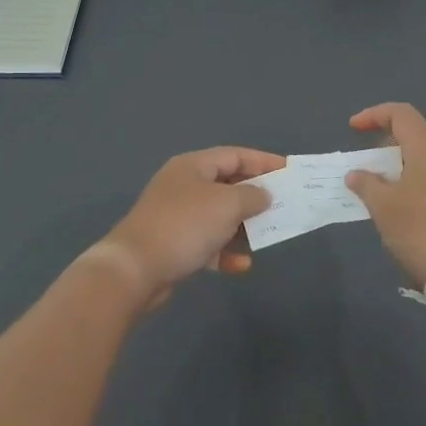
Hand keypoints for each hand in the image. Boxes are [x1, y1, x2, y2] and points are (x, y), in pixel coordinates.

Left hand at [90, 146, 285, 308]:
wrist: (135, 269)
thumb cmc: (185, 226)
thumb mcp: (227, 204)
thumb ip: (252, 196)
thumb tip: (263, 195)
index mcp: (193, 166)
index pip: (235, 155)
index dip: (263, 161)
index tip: (289, 171)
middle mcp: (183, 186)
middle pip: (227, 185)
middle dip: (255, 197)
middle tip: (283, 205)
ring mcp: (176, 216)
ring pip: (219, 216)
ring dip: (243, 226)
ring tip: (267, 236)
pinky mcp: (173, 245)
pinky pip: (207, 243)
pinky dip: (225, 251)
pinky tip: (241, 264)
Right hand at [345, 103, 425, 285]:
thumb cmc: (420, 230)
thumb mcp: (383, 206)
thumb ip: (366, 184)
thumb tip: (356, 174)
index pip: (401, 113)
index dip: (374, 115)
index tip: (353, 129)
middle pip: (415, 133)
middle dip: (385, 142)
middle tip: (365, 161)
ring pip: (425, 157)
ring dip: (399, 164)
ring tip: (378, 186)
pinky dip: (413, 180)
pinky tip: (400, 204)